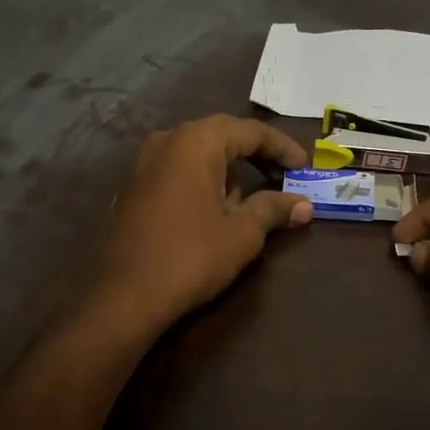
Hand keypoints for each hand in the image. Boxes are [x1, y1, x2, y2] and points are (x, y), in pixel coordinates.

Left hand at [90, 114, 312, 337]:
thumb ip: (273, 208)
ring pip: (197, 153)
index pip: (250, 132)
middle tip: (283, 175)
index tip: (304, 167)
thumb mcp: (242, 233)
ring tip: (249, 200)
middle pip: (222, 135)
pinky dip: (202, 179)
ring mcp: (143, 163)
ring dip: (227, 168)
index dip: (282, 148)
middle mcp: (167, 141)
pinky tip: (213, 210)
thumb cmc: (191, 257)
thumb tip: (304, 205)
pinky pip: (177, 170)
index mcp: (196, 142)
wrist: (125, 297)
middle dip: (255, 154)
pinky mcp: (132, 187)